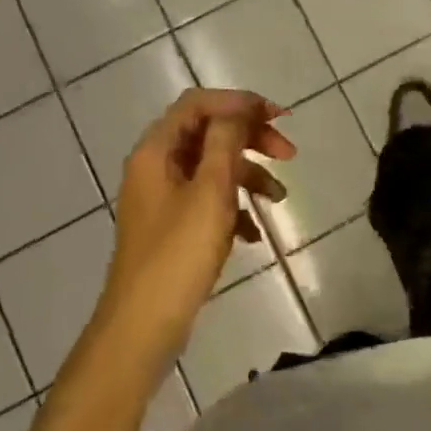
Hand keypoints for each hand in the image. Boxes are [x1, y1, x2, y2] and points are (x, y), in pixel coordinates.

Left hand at [95, 89, 295, 362]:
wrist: (142, 328)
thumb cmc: (178, 254)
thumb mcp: (210, 191)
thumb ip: (225, 141)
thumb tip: (238, 109)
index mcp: (156, 151)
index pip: (199, 104)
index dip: (240, 102)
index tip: (278, 118)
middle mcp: (155, 167)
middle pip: (208, 133)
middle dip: (250, 138)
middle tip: (288, 154)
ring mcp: (163, 199)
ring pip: (212, 168)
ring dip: (248, 175)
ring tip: (280, 198)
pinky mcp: (172, 227)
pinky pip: (208, 201)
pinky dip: (234, 207)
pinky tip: (254, 233)